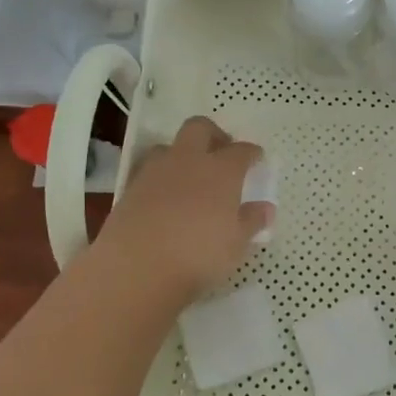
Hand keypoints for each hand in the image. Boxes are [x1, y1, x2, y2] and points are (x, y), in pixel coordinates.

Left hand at [95, 117, 270, 301]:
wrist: (136, 266)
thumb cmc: (198, 254)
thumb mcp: (236, 244)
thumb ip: (252, 221)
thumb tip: (266, 208)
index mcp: (221, 170)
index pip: (241, 151)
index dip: (251, 153)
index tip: (256, 159)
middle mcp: (188, 161)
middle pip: (200, 128)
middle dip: (213, 134)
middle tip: (222, 152)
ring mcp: (155, 172)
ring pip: (169, 146)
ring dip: (182, 154)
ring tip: (190, 175)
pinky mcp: (129, 189)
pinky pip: (149, 171)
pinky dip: (161, 177)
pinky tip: (166, 197)